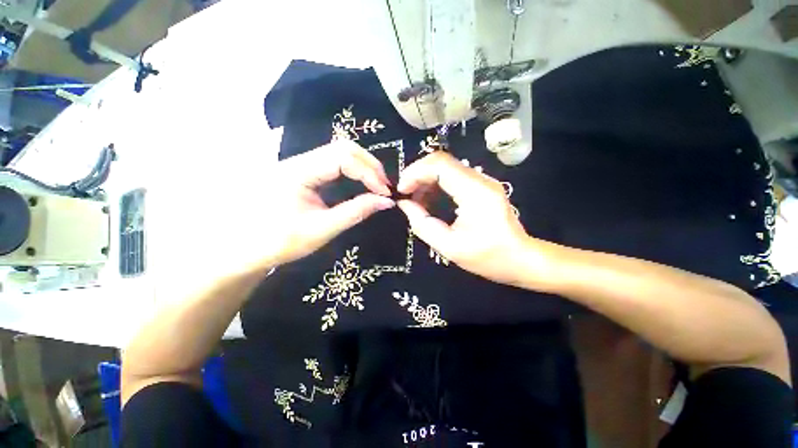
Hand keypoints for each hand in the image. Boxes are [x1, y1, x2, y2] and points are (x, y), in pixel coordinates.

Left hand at [267, 140, 394, 264]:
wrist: (245, 249)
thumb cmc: (279, 242)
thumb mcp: (322, 229)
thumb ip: (356, 212)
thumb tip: (387, 201)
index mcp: (298, 172)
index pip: (343, 158)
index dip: (369, 173)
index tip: (384, 193)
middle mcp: (299, 160)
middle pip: (343, 148)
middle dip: (369, 165)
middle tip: (384, 187)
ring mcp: (300, 164)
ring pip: (339, 153)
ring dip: (363, 166)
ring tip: (377, 185)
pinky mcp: (303, 172)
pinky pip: (334, 163)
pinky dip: (353, 171)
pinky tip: (361, 184)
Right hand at [397, 151, 551, 286]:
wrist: (520, 259)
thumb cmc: (487, 257)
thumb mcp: (449, 247)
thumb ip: (422, 224)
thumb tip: (405, 204)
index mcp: (475, 192)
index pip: (440, 165)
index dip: (415, 172)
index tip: (402, 191)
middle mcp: (480, 180)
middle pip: (441, 161)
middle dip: (417, 174)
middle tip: (405, 194)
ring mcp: (482, 181)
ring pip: (446, 167)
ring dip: (425, 180)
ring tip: (415, 200)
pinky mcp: (481, 186)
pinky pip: (453, 176)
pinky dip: (435, 185)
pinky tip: (429, 200)